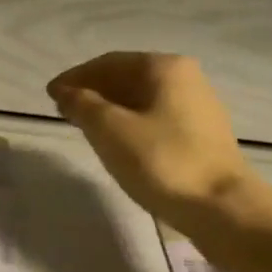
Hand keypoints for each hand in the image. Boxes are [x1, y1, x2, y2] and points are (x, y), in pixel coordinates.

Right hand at [47, 53, 254, 234]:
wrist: (222, 208)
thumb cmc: (161, 162)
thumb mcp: (110, 130)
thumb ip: (82, 105)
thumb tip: (65, 91)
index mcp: (164, 67)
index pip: (108, 63)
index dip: (75, 77)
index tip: (50, 95)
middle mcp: (186, 78)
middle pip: (128, 78)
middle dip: (93, 92)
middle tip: (64, 112)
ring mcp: (198, 107)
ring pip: (142, 100)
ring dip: (111, 110)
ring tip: (85, 128)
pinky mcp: (203, 136)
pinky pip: (157, 119)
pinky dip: (131, 125)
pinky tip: (118, 144)